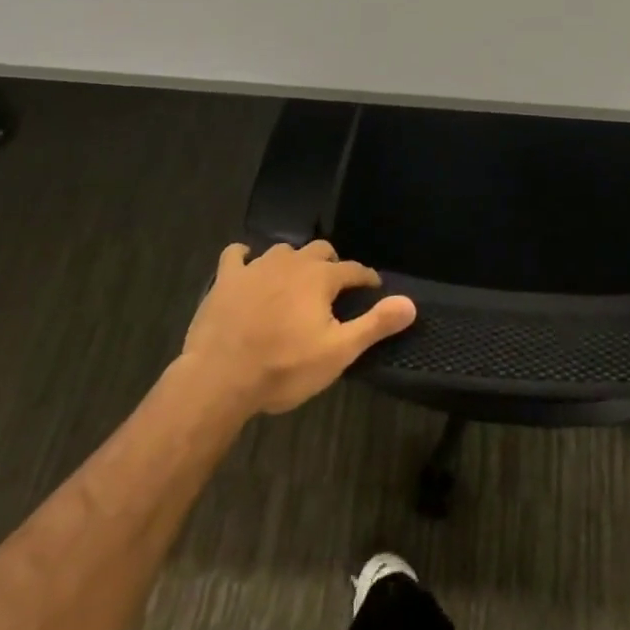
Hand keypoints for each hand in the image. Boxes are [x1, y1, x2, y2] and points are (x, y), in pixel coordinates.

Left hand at [178, 240, 416, 419]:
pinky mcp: (226, 279)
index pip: (353, 269)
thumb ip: (375, 325)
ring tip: (295, 281)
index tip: (373, 288)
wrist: (218, 379)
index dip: (366, 278)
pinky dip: (245, 257)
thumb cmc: (283, 367)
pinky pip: (237, 255)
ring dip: (293, 261)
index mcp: (320, 277)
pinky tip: (247, 266)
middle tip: (333, 288)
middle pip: (320, 250)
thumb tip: (411, 303)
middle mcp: (291, 262)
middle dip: (331, 264)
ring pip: (283, 250)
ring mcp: (256, 267)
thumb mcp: (337, 352)